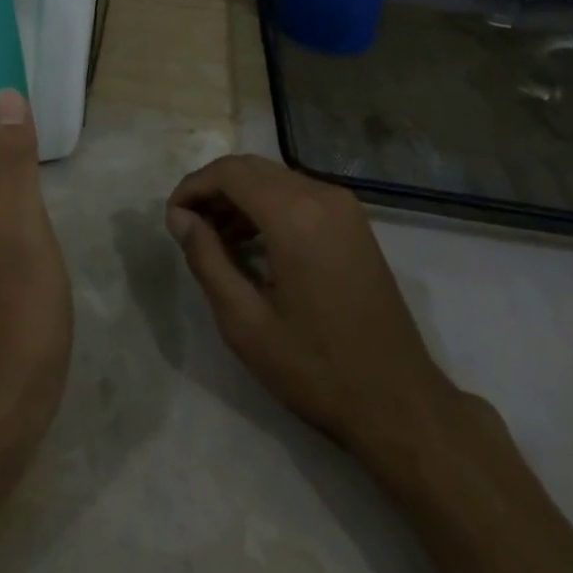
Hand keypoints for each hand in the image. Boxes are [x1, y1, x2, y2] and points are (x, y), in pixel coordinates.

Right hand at [167, 155, 457, 454]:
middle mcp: (322, 195)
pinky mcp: (354, 222)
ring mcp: (344, 206)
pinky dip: (267, 206)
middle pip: (252, 169)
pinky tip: (252, 244)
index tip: (171, 218)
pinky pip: (298, 194)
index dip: (193, 187)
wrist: (400, 403)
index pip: (229, 173)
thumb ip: (206, 259)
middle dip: (213, 190)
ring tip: (214, 239)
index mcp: (295, 215)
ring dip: (239, 197)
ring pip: (274, 178)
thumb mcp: (246, 322)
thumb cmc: (316, 368)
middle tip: (187, 227)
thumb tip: (180, 218)